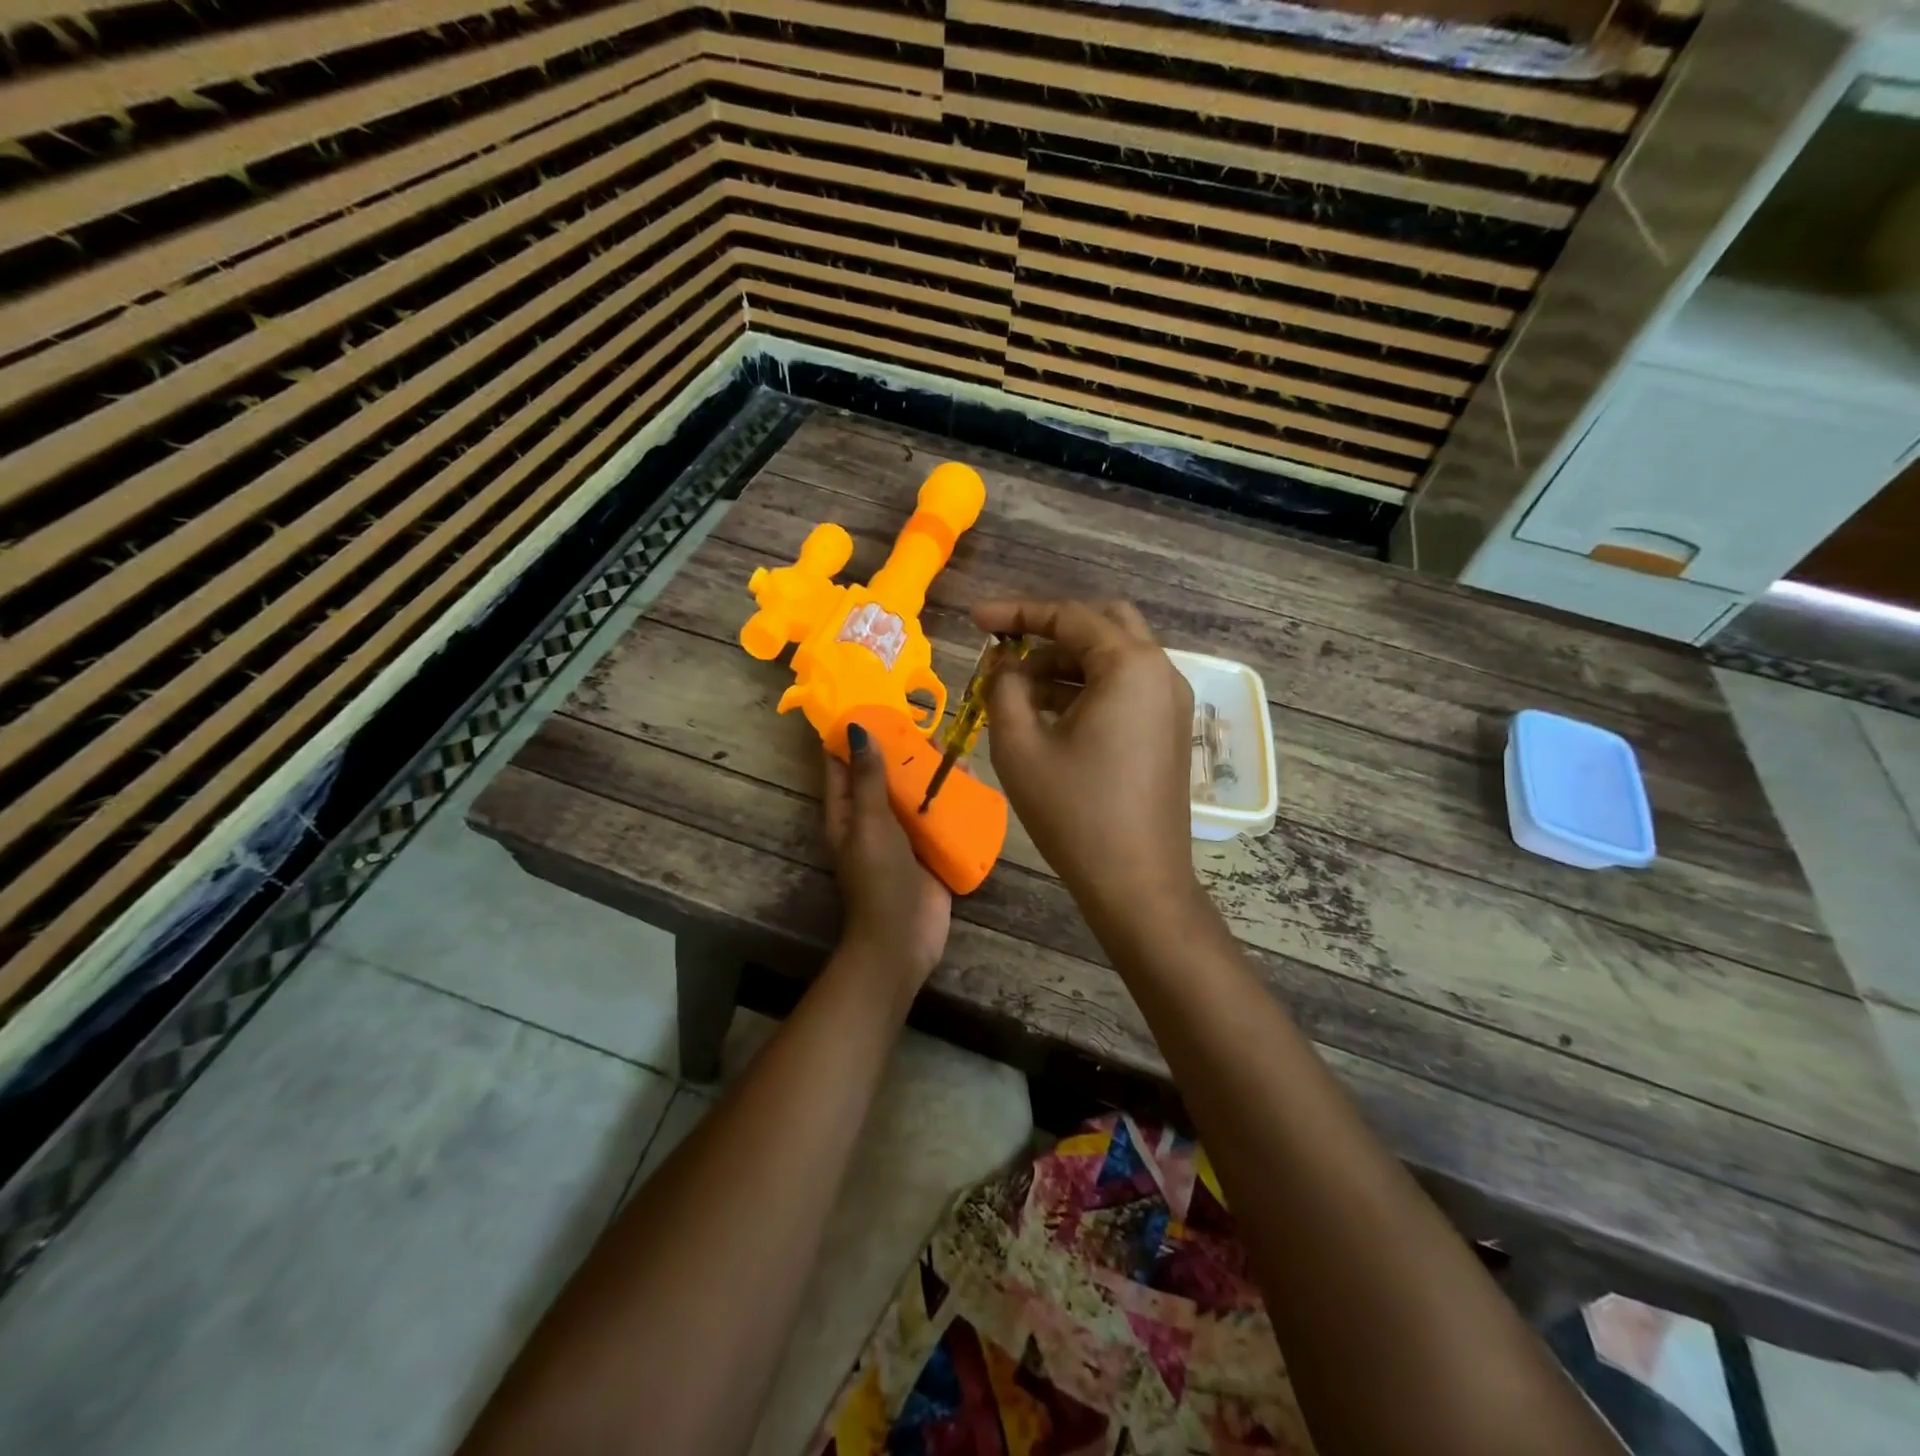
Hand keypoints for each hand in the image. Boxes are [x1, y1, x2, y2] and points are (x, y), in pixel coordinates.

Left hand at [823, 724, 951, 992]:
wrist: (904, 940)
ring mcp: (903, 834)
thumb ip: (868, 779)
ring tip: (955, 747)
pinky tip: (973, 779)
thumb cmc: (880, 879)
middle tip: (929, 722)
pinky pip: (940, 814)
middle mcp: (873, 818)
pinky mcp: (930, 848)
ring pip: (916, 792)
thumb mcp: (870, 823)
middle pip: (886, 773)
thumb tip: (857, 729)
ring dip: (932, 771)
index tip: (875, 702)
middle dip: (904, 749)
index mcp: (847, 811)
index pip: (843, 763)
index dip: (853, 734)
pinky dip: (953, 797)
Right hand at [974, 599, 1198, 926]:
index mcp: (1130, 665)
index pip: (1068, 617)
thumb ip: (1004, 688)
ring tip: (1017, 691)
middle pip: (1101, 624)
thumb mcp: (1020, 745)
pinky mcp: (1168, 730)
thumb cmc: (1074, 812)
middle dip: (1049, 632)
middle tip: (1006, 652)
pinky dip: (1086, 688)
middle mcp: (1160, 671)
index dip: (1015, 613)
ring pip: (1113, 658)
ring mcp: (1170, 702)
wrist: (1137, 882)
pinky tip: (1049, 714)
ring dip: (1065, 663)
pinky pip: (1125, 688)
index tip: (974, 620)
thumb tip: (1004, 664)